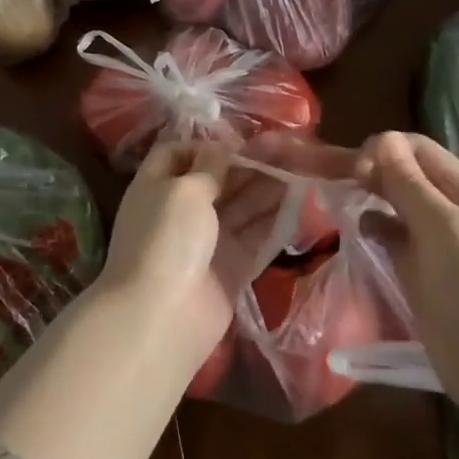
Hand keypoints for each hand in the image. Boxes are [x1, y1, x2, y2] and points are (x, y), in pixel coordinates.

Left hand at [101, 141, 284, 372]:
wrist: (163, 316)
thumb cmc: (168, 238)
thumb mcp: (186, 190)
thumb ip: (209, 166)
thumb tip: (222, 146)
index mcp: (158, 184)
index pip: (178, 153)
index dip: (207, 146)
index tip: (241, 141)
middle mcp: (181, 209)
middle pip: (216, 180)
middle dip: (247, 165)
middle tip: (286, 150)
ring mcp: (206, 241)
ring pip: (239, 207)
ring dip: (265, 188)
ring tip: (299, 169)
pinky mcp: (230, 268)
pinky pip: (254, 237)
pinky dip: (273, 221)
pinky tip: (298, 203)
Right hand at [356, 132, 458, 420]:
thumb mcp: (443, 229)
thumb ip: (410, 184)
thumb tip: (383, 139)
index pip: (418, 149)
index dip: (385, 149)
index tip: (355, 168)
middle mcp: (450, 211)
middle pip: (405, 174)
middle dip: (371, 170)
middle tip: (335, 181)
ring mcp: (435, 243)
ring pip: (395, 204)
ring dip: (369, 197)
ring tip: (341, 202)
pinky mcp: (420, 272)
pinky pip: (392, 237)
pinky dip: (373, 228)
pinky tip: (358, 232)